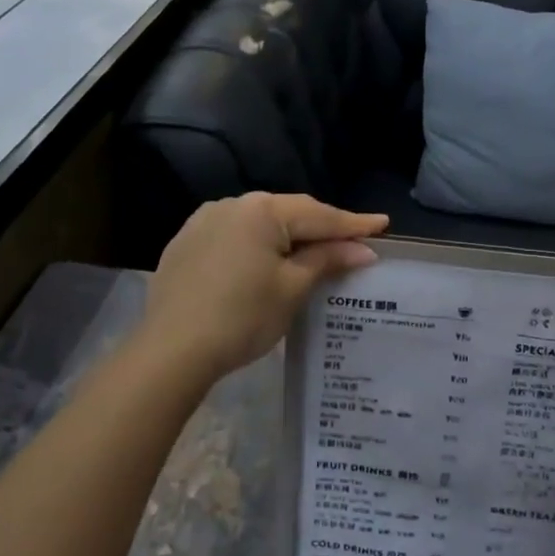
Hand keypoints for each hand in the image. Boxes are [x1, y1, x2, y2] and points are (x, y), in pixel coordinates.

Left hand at [138, 193, 388, 383]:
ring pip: (260, 223)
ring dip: (288, 236)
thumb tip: (362, 249)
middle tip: (352, 241)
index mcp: (262, 211)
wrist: (171, 350)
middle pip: (288, 213)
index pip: (319, 214)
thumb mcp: (292, 288)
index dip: (353, 224)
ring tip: (313, 252)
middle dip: (321, 228)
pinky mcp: (186, 243)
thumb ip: (327, 260)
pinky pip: (234, 236)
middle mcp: (231, 204)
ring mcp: (203, 222)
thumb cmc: (242, 317)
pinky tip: (266, 262)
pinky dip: (257, 245)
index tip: (382, 224)